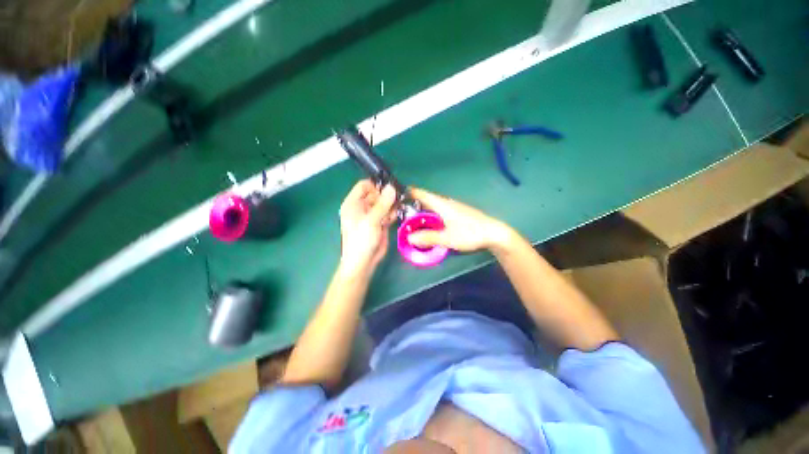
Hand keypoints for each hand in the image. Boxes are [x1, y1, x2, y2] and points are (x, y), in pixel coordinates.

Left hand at [338, 180, 396, 275]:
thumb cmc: (361, 239)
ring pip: (384, 203)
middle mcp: (362, 207)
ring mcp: (372, 215)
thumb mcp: (371, 220)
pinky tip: (392, 219)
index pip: (364, 185)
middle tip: (396, 200)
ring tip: (393, 213)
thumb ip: (383, 203)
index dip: (376, 186)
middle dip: (386, 197)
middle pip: (376, 194)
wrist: (364, 261)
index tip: (388, 190)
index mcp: (353, 203)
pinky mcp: (380, 222)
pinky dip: (391, 214)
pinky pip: (388, 212)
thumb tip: (392, 187)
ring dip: (391, 206)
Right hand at [407, 188, 512, 252]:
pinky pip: (439, 211)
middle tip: (401, 211)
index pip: (422, 194)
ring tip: (412, 218)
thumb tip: (409, 237)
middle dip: (414, 203)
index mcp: (442, 204)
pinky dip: (431, 214)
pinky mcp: (458, 213)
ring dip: (422, 210)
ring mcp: (453, 207)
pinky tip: (430, 223)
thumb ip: (428, 238)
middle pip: (427, 199)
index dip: (410, 192)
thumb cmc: (470, 233)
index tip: (398, 194)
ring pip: (433, 206)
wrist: (493, 233)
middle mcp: (446, 203)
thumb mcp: (448, 238)